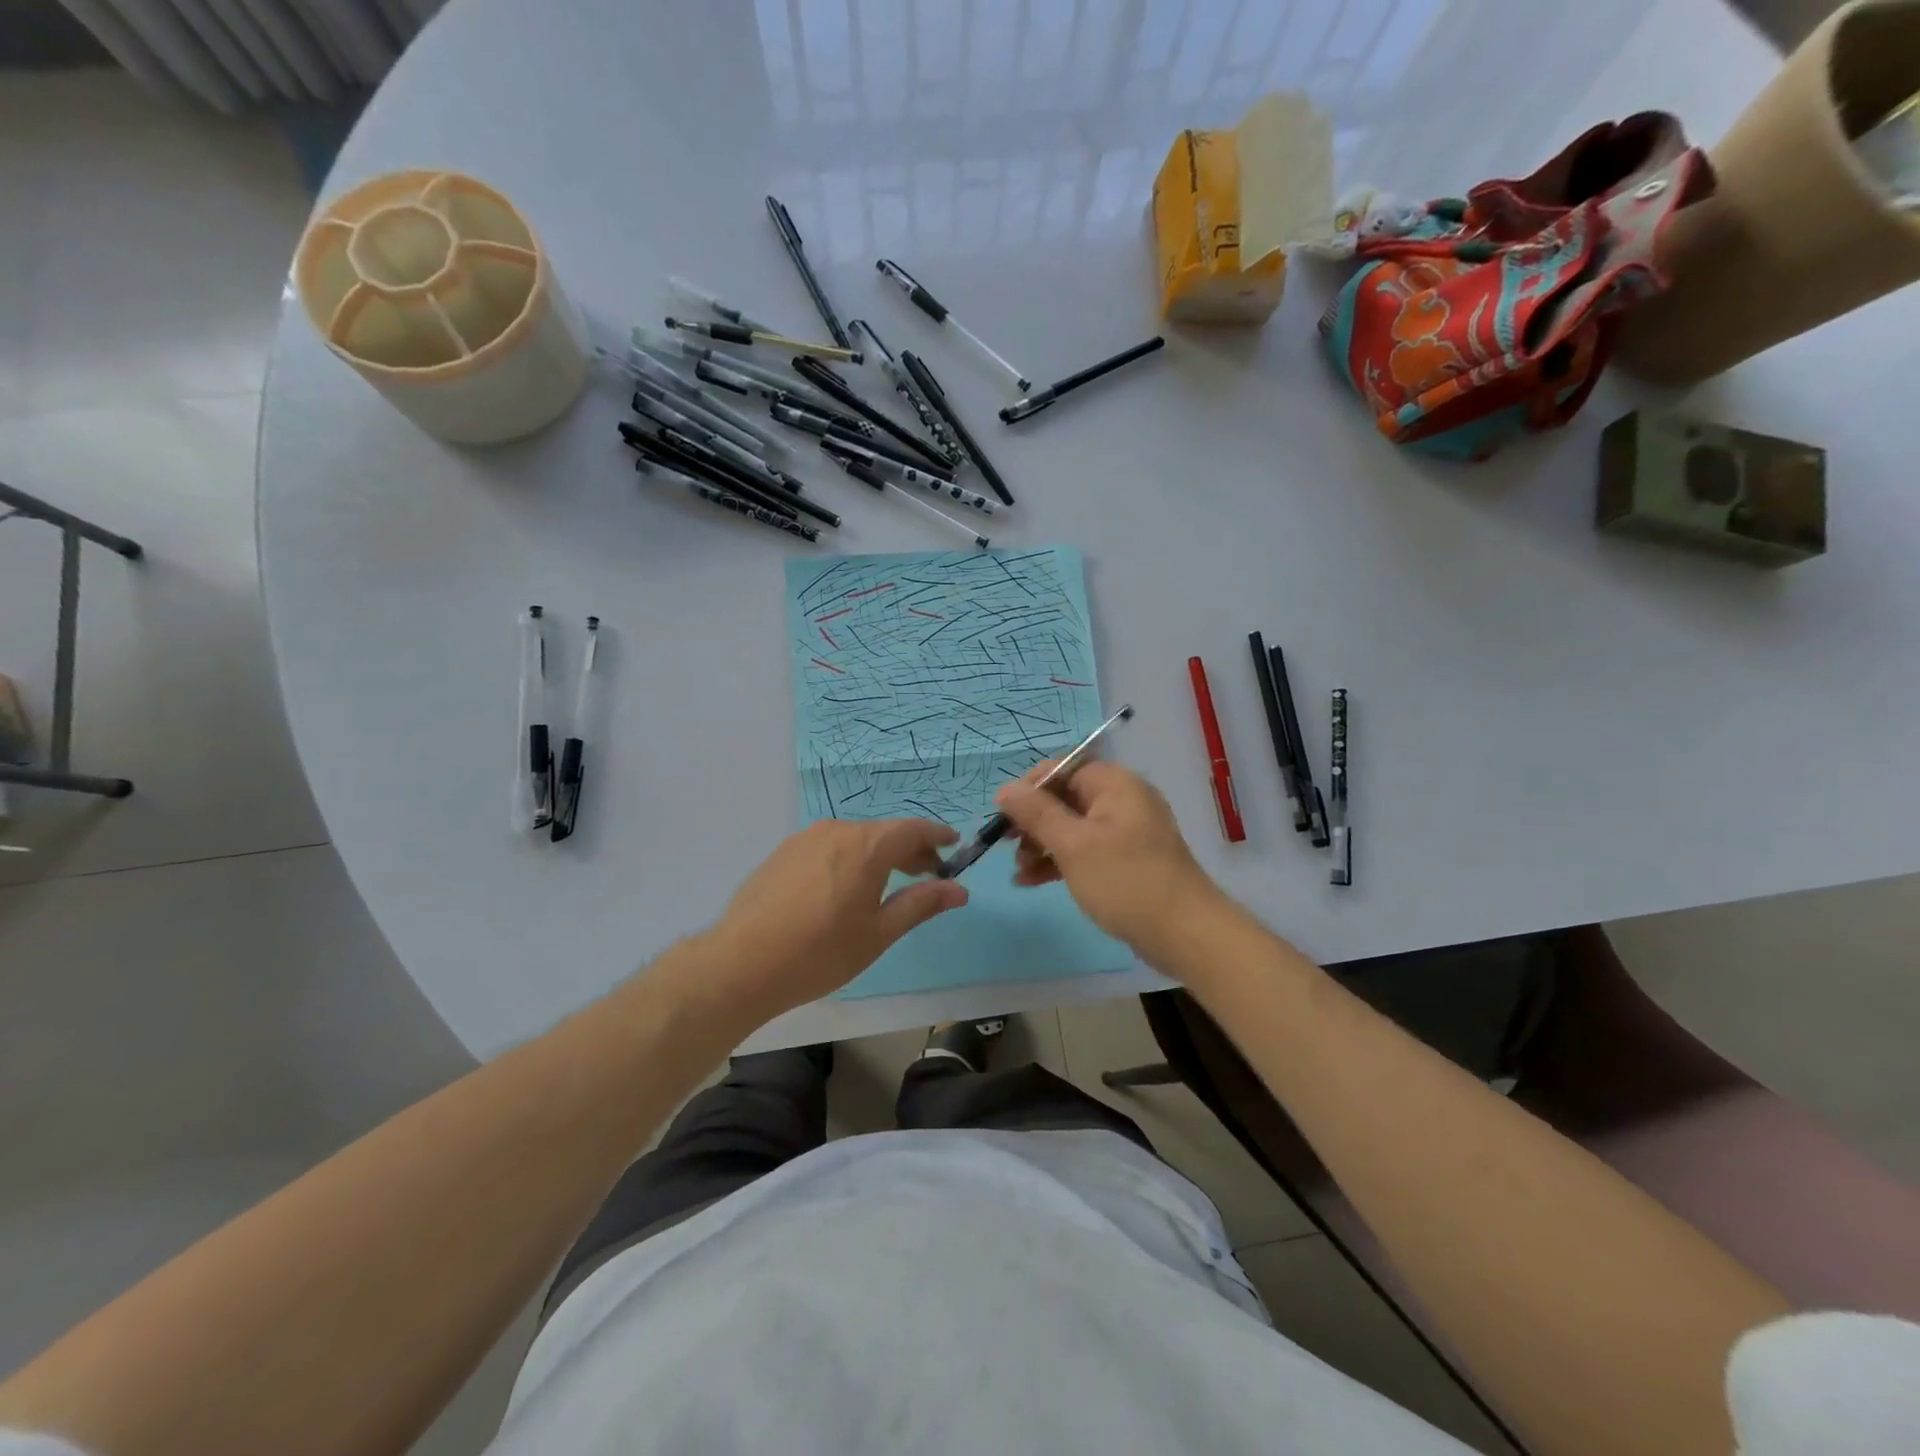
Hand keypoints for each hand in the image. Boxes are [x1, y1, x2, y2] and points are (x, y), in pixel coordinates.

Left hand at [701, 819, 967, 1021]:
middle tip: (927, 874)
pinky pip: (828, 847)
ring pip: (854, 839)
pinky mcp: (782, 853)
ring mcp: (805, 839)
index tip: (954, 845)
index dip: (937, 836)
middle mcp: (837, 831)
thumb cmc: (821, 952)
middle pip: (883, 833)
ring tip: (887, 883)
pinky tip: (844, 887)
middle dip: (910, 850)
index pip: (913, 830)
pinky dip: (848, 859)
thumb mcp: (879, 932)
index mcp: (867, 846)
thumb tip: (959, 889)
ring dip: (878, 855)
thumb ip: (921, 904)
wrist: (742, 964)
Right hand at [995, 761, 1221, 964]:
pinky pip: (1085, 851)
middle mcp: (1122, 800)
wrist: (1184, 933)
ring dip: (1042, 844)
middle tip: (1006, 845)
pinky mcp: (1126, 861)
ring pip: (1072, 827)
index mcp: (1115, 784)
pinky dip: (1060, 861)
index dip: (1030, 787)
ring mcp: (1126, 833)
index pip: (1063, 767)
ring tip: (1019, 870)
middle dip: (1033, 820)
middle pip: (1065, 797)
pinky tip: (1031, 881)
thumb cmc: (1126, 880)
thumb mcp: (1073, 845)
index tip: (1004, 814)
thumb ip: (1036, 814)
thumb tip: (1005, 789)